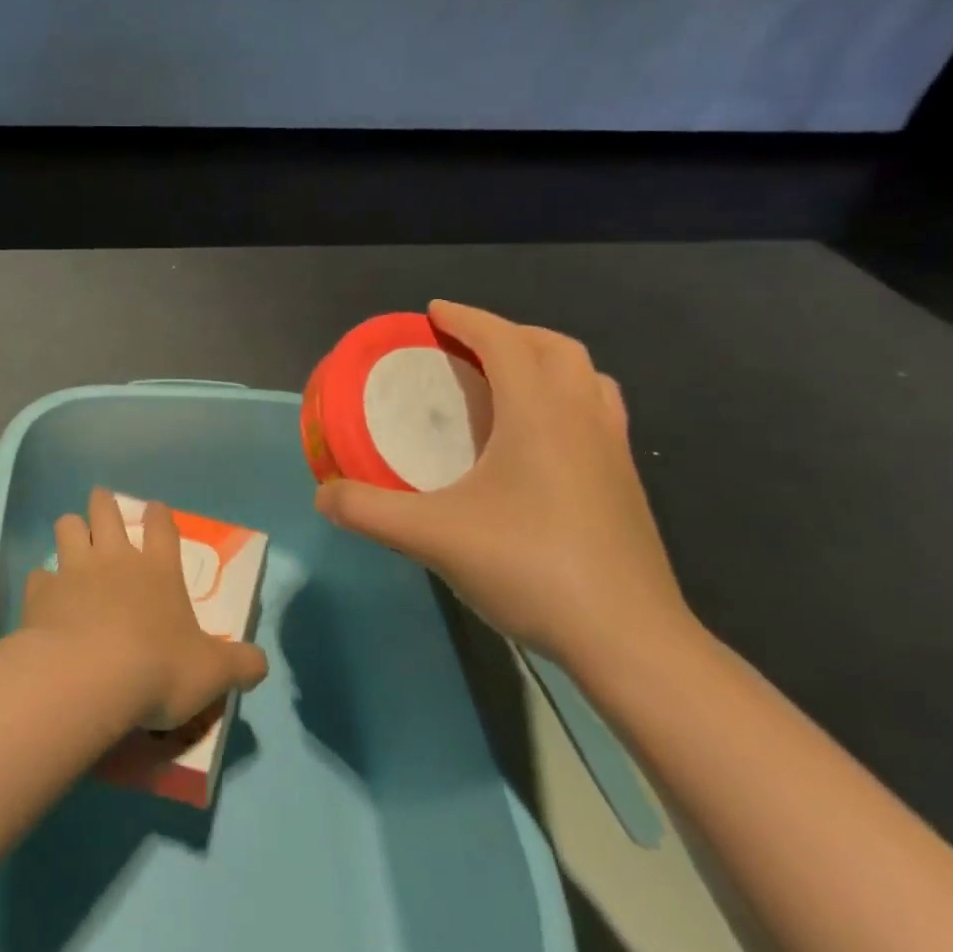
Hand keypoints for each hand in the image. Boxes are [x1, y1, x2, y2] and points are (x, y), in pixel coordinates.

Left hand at [22, 488, 268, 731]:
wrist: (89, 678)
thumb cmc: (158, 669)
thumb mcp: (212, 673)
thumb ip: (240, 665)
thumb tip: (261, 664)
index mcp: (158, 569)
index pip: (162, 526)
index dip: (159, 515)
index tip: (154, 509)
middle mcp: (115, 558)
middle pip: (106, 510)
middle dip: (104, 504)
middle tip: (103, 507)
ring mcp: (74, 569)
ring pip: (67, 526)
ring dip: (70, 530)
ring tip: (72, 539)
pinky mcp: (42, 592)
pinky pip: (39, 575)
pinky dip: (43, 582)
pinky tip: (44, 596)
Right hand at [315, 300, 694, 675]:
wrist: (630, 639)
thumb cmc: (531, 569)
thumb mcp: (433, 537)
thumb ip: (370, 511)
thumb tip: (322, 496)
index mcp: (539, 413)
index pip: (504, 340)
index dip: (467, 318)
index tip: (434, 313)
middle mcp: (582, 417)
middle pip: (555, 346)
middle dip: (509, 333)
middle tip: (466, 347)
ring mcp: (613, 449)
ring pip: (587, 376)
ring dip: (546, 361)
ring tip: (508, 382)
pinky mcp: (627, 482)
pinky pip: (599, 411)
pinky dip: (568, 398)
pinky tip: (541, 439)